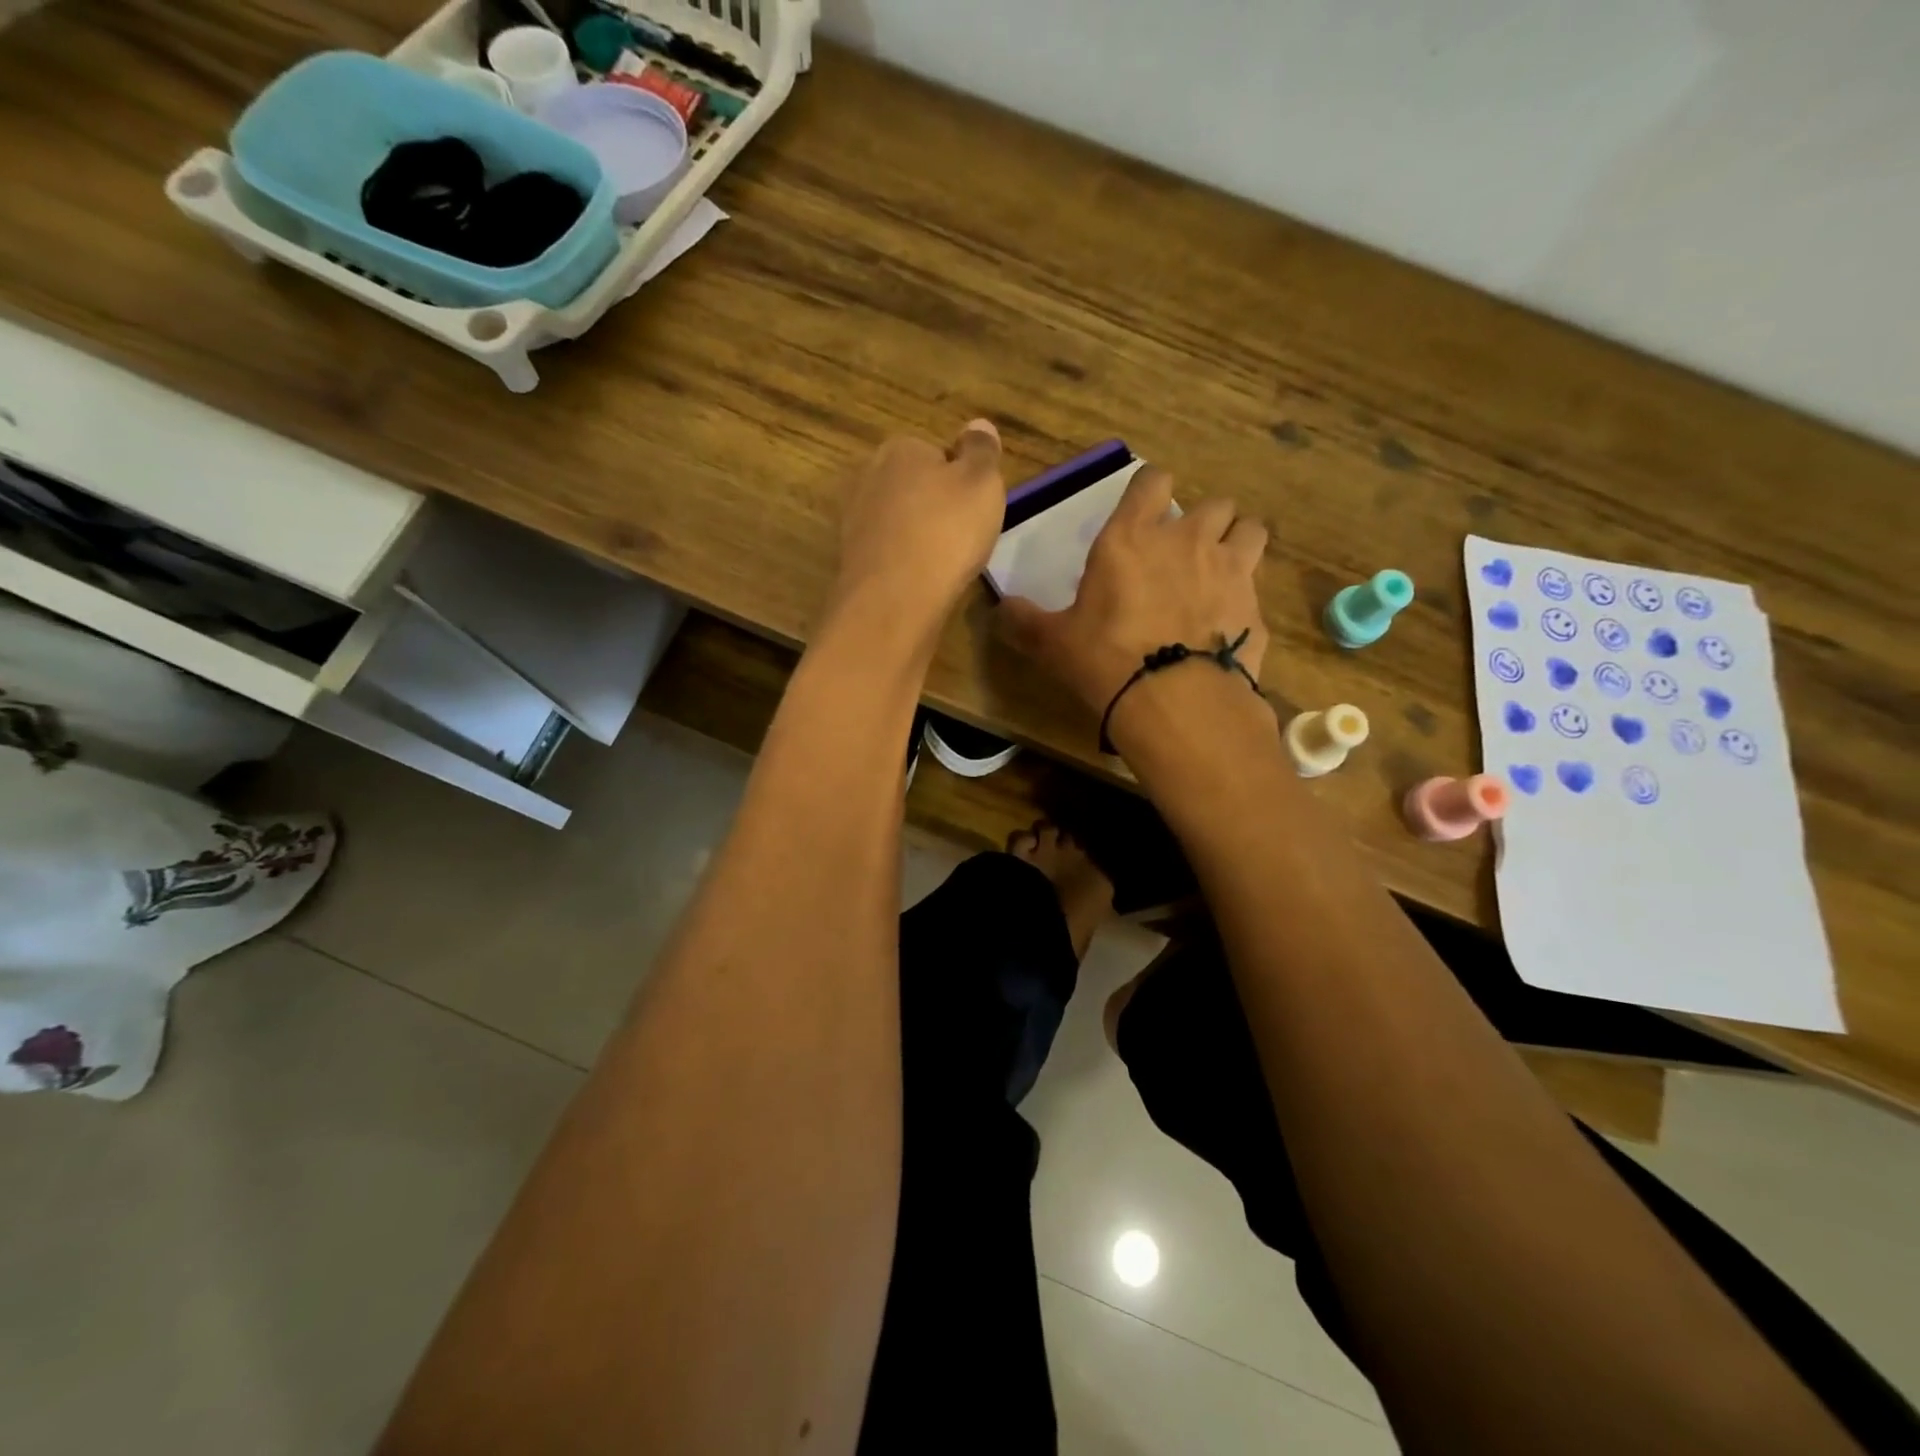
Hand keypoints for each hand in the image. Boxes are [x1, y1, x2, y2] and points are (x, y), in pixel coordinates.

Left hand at [830, 420, 1006, 639]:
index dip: (960, 481)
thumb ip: (982, 450)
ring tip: (943, 564)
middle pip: (913, 487)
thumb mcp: (982, 482)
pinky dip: (903, 563)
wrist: (895, 598)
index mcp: (900, 448)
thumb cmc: (946, 532)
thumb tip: (977, 424)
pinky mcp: (850, 559)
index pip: (936, 454)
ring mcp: (854, 519)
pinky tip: (920, 581)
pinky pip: (887, 553)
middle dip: (935, 507)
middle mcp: (868, 476)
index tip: (975, 508)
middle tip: (961, 537)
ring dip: (917, 537)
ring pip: (898, 522)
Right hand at [999, 464, 1269, 720]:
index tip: (1145, 510)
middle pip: (1214, 504)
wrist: (1173, 699)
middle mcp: (1187, 540)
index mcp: (1132, 537)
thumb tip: (1001, 610)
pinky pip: (1256, 587)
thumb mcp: (1053, 642)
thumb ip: (1026, 621)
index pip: (1151, 481)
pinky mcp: (1255, 606)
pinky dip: (1244, 598)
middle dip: (1202, 522)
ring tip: (1220, 573)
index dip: (1150, 490)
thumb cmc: (1104, 658)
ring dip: (1236, 543)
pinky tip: (1227, 625)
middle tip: (1184, 553)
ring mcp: (1231, 569)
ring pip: (1249, 530)